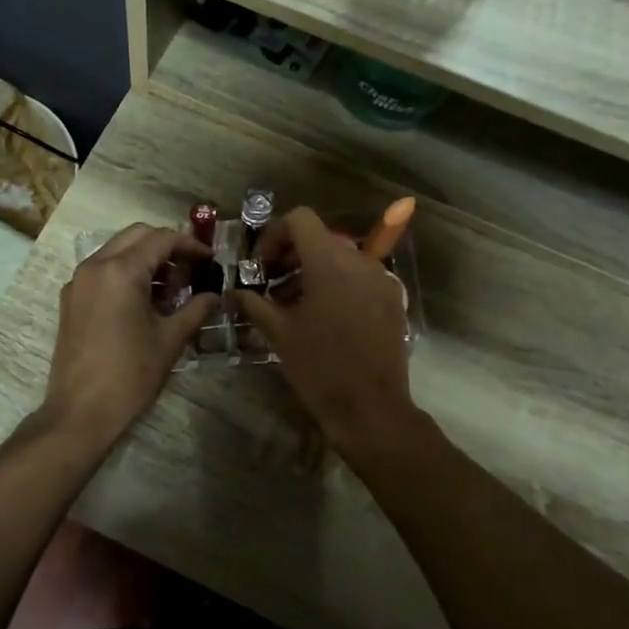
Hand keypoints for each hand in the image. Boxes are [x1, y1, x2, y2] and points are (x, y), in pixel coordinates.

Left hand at [40, 224, 217, 448]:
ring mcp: (78, 281)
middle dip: (166, 246)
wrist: (80, 411)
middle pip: (137, 235)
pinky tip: (143, 301)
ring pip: (116, 250)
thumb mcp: (169, 340)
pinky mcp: (70, 298)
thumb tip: (215, 295)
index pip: (161, 239)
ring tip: (170, 289)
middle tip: (190, 270)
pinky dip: (124, 272)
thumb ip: (195, 310)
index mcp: (121, 271)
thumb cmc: (129, 375)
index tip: (209, 260)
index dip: (190, 245)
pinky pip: (101, 270)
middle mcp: (95, 266)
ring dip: (145, 258)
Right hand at [230, 208, 420, 451]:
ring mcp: (381, 279)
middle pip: (320, 238)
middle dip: (291, 256)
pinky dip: (338, 285)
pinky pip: (360, 277)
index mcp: (329, 262)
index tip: (262, 266)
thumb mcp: (279, 333)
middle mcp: (360, 261)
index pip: (300, 219)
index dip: (275, 235)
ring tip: (294, 305)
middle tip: (271, 285)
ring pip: (341, 258)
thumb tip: (235, 291)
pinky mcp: (392, 299)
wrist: (371, 408)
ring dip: (313, 271)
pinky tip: (324, 317)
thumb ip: (254, 304)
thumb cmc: (319, 368)